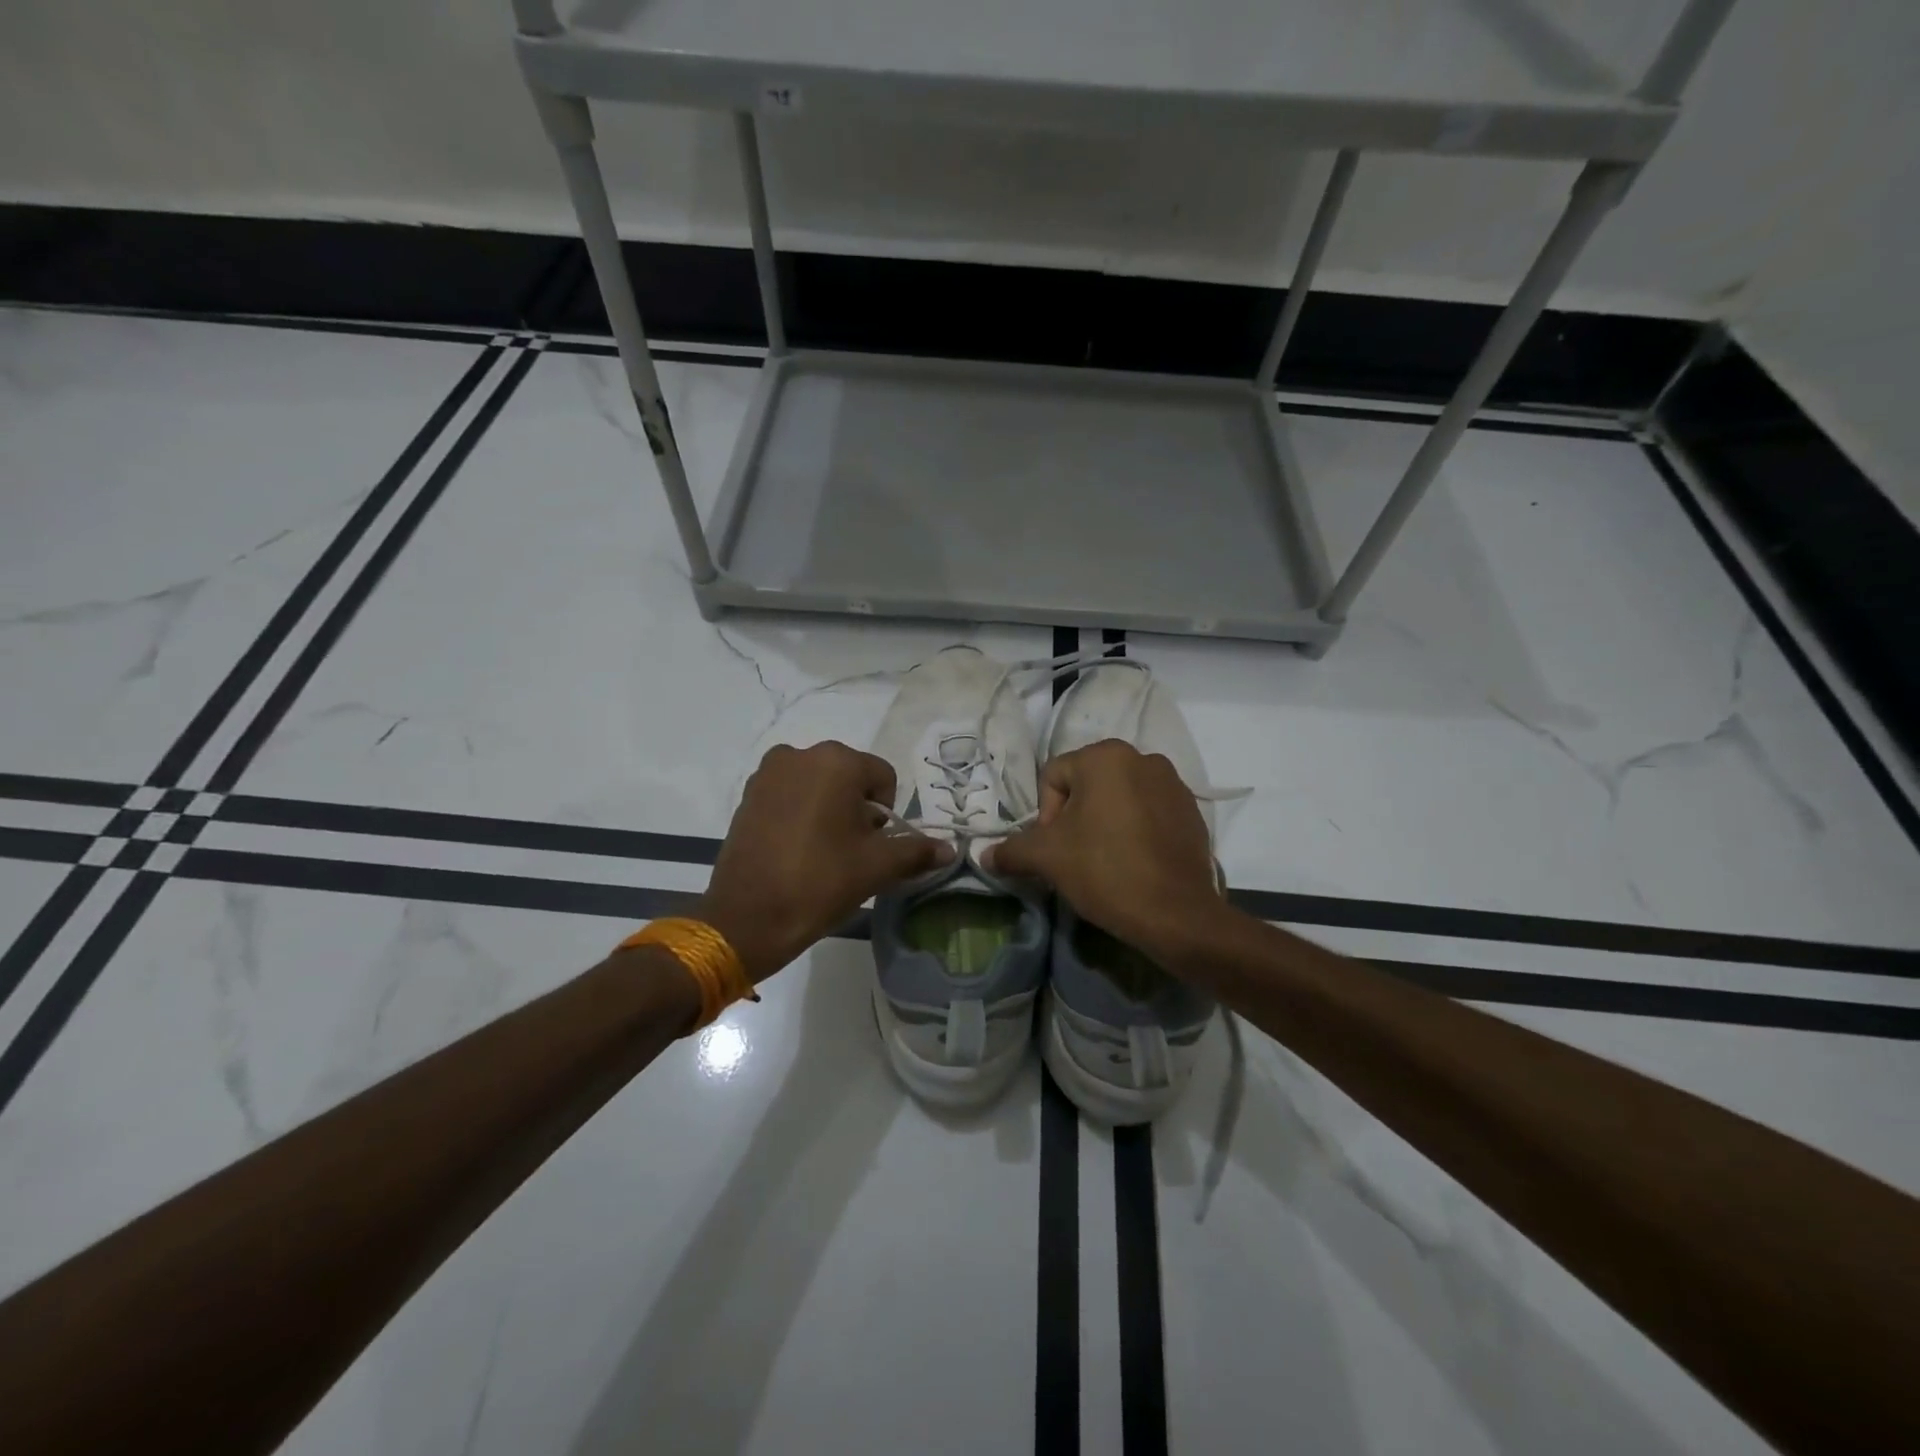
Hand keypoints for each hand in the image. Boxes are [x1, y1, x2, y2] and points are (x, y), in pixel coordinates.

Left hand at [698, 741, 952, 981]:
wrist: (747, 918)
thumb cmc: (820, 882)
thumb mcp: (876, 867)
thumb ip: (916, 851)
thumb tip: (949, 849)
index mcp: (836, 761)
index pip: (883, 777)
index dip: (887, 813)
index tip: (873, 846)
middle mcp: (800, 754)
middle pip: (849, 777)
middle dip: (857, 810)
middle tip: (850, 852)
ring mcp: (768, 773)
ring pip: (818, 786)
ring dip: (828, 810)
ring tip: (822, 853)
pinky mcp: (747, 795)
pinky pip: (789, 795)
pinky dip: (800, 814)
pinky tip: (796, 850)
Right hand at [987, 740, 1221, 960]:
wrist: (1177, 914)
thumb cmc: (1105, 870)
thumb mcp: (1047, 858)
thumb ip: (1011, 850)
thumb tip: (984, 855)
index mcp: (1106, 756)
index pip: (1053, 778)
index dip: (1045, 815)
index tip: (1056, 849)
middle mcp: (1143, 758)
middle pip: (1087, 785)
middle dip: (1075, 818)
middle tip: (1075, 855)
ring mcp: (1173, 784)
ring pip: (1118, 798)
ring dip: (1104, 822)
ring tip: (1105, 860)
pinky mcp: (1192, 811)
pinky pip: (1148, 812)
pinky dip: (1135, 830)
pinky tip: (1134, 862)